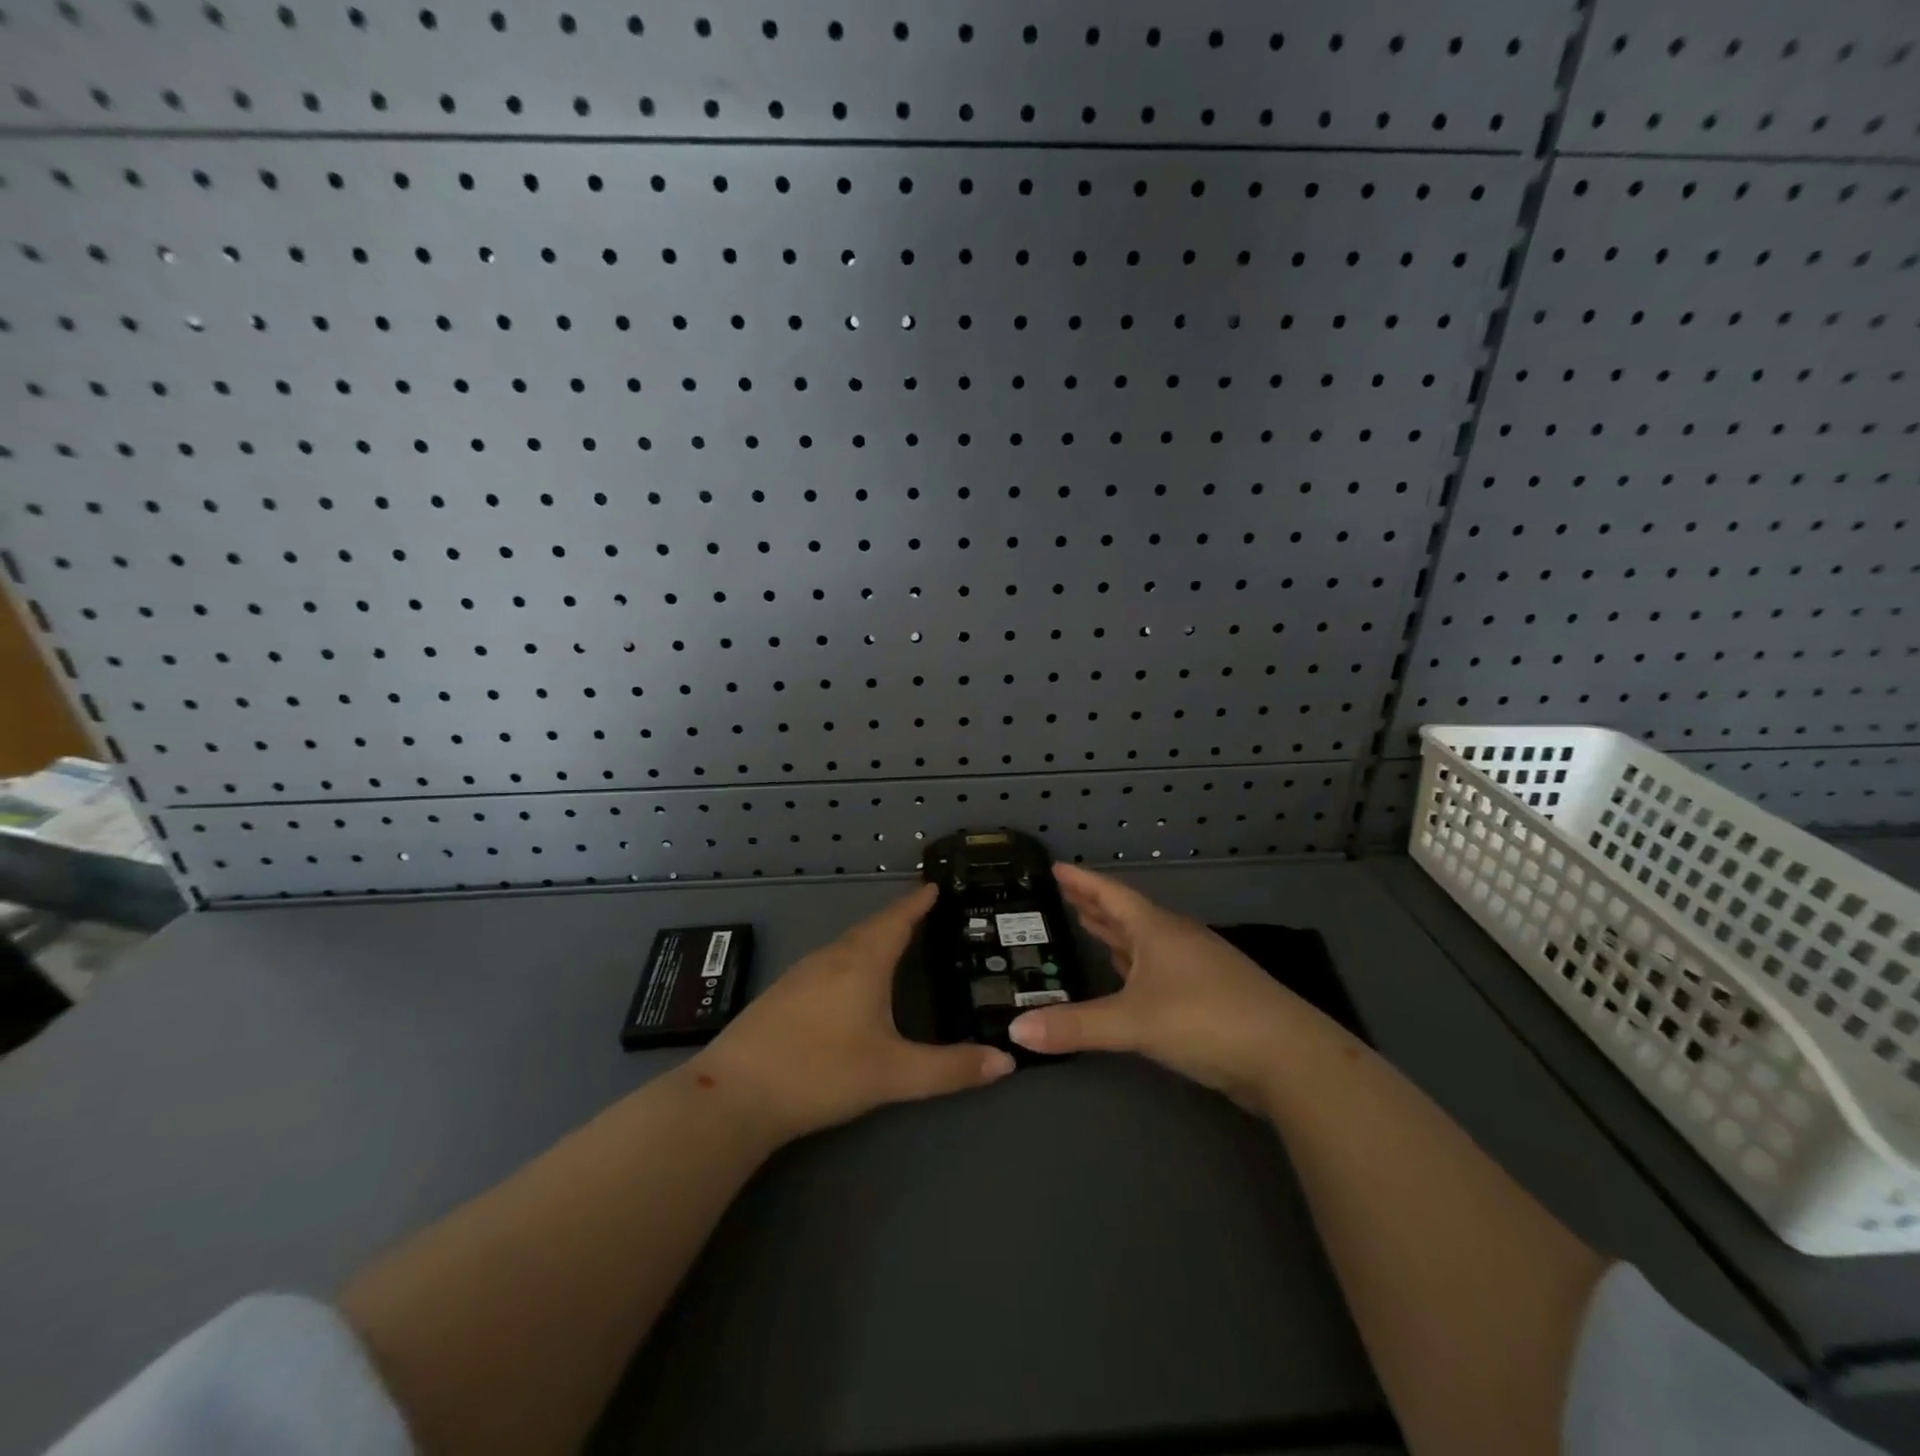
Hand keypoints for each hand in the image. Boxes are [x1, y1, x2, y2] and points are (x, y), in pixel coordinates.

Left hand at [692, 884, 1014, 1142]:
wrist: (734, 1094)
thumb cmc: (821, 1072)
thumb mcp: (894, 1074)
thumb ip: (951, 1069)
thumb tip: (1007, 1063)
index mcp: (862, 962)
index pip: (897, 919)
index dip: (918, 902)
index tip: (935, 885)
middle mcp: (832, 957)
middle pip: (871, 928)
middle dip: (899, 918)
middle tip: (925, 914)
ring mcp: (801, 974)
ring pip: (847, 945)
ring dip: (873, 938)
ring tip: (895, 943)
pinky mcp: (782, 994)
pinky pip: (828, 962)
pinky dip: (851, 959)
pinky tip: (850, 982)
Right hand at [1008, 865, 1310, 1109]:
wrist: (1288, 1057)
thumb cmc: (1206, 1019)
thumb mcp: (1133, 1022)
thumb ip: (1075, 1026)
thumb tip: (1015, 1030)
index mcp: (1156, 930)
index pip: (1111, 894)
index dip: (1082, 881)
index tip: (1056, 867)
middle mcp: (1175, 940)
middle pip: (1128, 914)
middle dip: (1095, 905)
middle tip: (1065, 895)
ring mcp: (1196, 967)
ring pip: (1145, 941)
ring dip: (1116, 934)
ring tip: (1089, 925)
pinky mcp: (1208, 995)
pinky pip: (1158, 968)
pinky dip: (1135, 965)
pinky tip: (1127, 975)